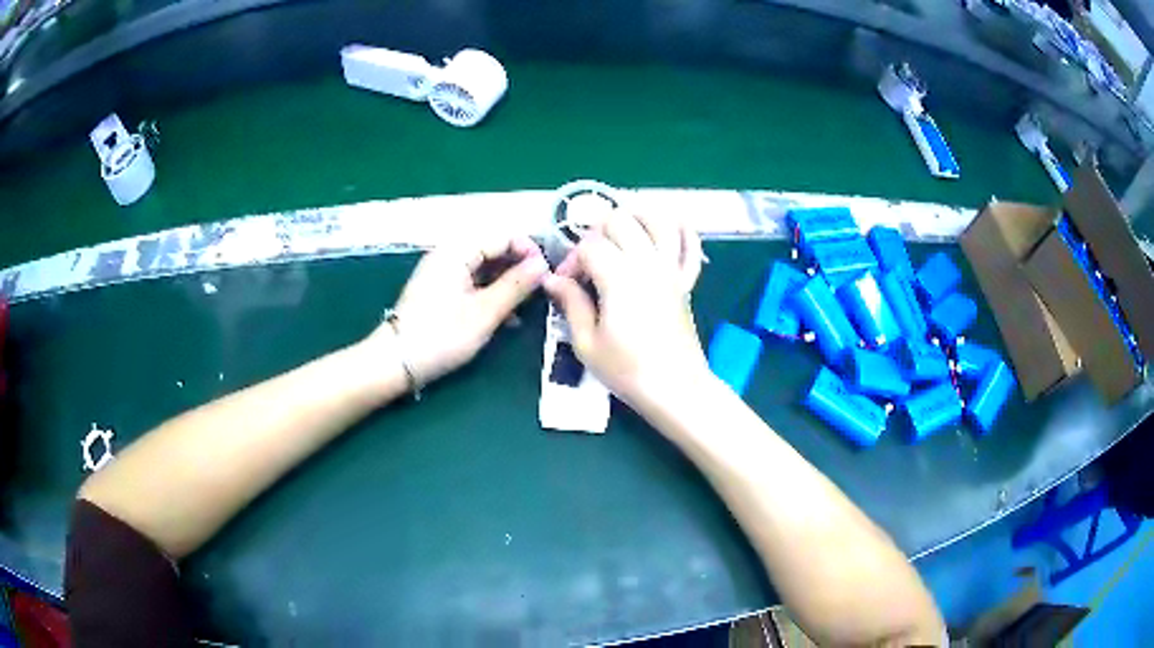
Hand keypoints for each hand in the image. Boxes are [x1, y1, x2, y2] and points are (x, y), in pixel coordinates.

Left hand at [368, 236, 547, 384]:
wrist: (396, 362)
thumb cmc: (441, 335)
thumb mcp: (485, 312)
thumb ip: (516, 285)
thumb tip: (543, 264)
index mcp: (458, 251)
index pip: (503, 236)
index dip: (529, 250)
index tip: (549, 272)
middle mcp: (449, 254)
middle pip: (493, 250)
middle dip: (519, 267)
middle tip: (542, 290)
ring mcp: (442, 273)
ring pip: (484, 268)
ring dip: (507, 283)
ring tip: (528, 305)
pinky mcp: (440, 291)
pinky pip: (472, 283)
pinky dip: (490, 294)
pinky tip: (507, 316)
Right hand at [543, 210, 706, 408]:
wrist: (676, 388)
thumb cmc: (627, 370)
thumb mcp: (586, 343)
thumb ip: (571, 304)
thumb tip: (553, 280)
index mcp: (619, 277)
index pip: (590, 246)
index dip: (572, 260)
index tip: (566, 285)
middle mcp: (647, 263)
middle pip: (621, 220)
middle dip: (598, 231)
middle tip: (590, 258)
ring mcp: (670, 270)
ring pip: (659, 220)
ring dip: (637, 216)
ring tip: (620, 231)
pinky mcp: (685, 282)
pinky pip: (690, 246)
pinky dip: (682, 231)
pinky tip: (668, 228)